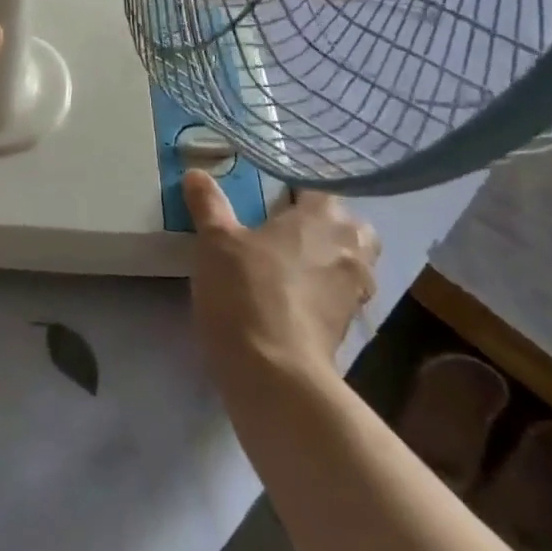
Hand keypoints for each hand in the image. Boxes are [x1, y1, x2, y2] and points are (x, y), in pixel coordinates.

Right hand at [184, 171, 379, 381]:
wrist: (276, 376)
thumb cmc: (247, 290)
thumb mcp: (215, 240)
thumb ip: (209, 204)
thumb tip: (196, 174)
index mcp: (323, 216)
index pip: (317, 188)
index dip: (293, 190)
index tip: (267, 198)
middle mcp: (349, 248)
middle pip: (347, 225)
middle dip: (324, 225)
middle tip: (285, 230)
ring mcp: (355, 291)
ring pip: (349, 262)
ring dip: (326, 260)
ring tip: (286, 265)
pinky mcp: (350, 330)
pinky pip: (339, 296)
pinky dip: (321, 294)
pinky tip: (289, 299)